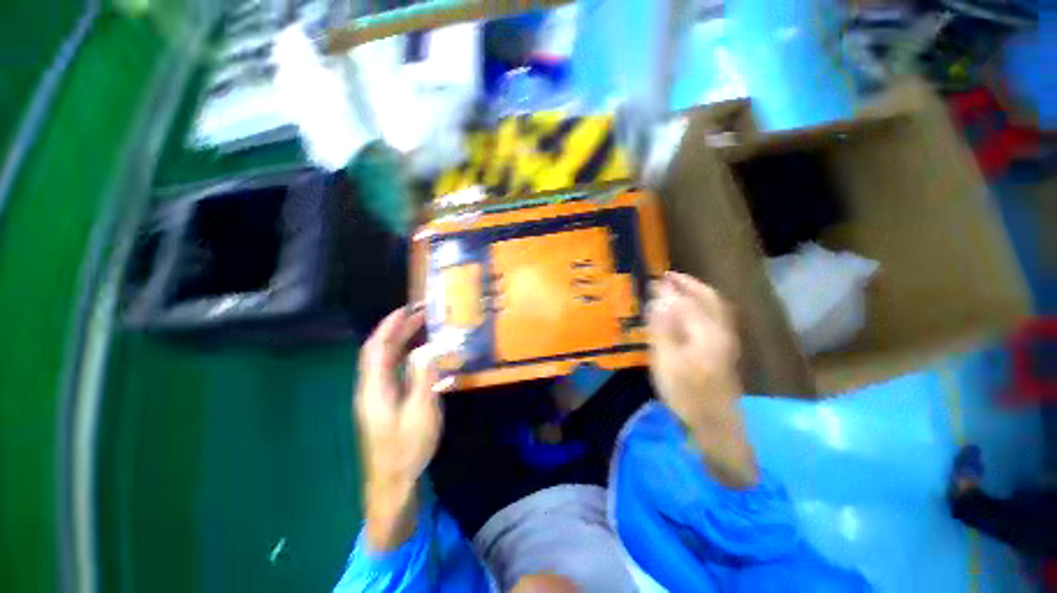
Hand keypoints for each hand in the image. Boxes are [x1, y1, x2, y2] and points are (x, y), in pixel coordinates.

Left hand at [354, 307, 439, 548]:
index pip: (377, 348)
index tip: (407, 309)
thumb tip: (427, 349)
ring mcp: (377, 397)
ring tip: (423, 329)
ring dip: (402, 342)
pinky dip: (406, 358)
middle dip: (398, 330)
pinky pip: (394, 372)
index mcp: (374, 388)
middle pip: (380, 351)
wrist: (392, 483)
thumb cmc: (406, 448)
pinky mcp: (385, 404)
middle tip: (421, 315)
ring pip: (386, 361)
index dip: (389, 326)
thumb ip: (423, 377)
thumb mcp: (420, 411)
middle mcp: (371, 388)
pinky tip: (422, 357)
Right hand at [647, 272, 756, 487]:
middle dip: (689, 284)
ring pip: (714, 308)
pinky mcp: (723, 351)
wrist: (716, 426)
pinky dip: (701, 307)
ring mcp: (725, 341)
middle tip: (669, 277)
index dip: (672, 288)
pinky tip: (690, 312)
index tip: (655, 278)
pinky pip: (714, 318)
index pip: (688, 300)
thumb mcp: (667, 360)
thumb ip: (664, 326)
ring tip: (678, 288)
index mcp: (707, 331)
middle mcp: (721, 331)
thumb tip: (661, 296)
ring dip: (697, 293)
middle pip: (709, 298)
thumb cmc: (687, 393)